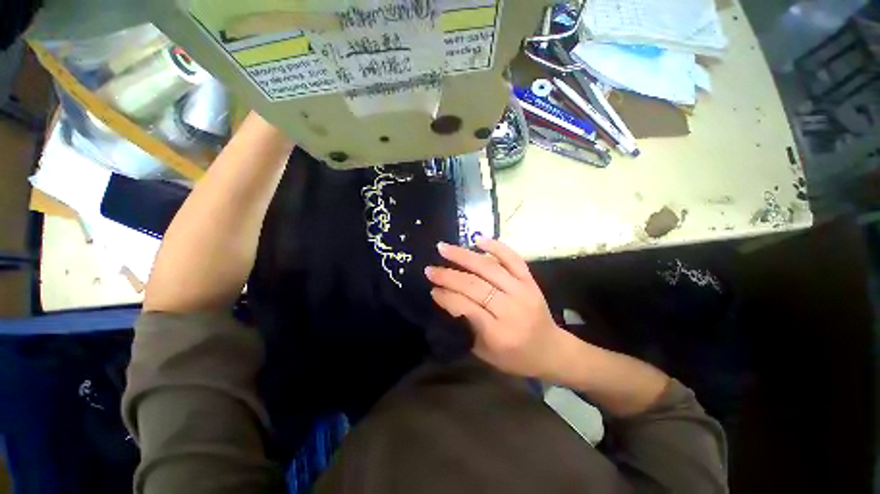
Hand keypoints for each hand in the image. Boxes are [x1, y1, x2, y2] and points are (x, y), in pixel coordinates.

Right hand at [425, 237, 569, 378]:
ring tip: (444, 248)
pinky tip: (478, 239)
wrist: (551, 350)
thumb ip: (466, 325)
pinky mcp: (530, 280)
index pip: (467, 307)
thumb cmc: (515, 357)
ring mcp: (523, 291)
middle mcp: (511, 308)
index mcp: (499, 333)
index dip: (447, 296)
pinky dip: (496, 246)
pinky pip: (513, 259)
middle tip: (430, 269)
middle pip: (475, 286)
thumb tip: (446, 297)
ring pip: (489, 268)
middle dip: (449, 275)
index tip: (432, 289)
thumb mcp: (485, 352)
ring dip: (464, 256)